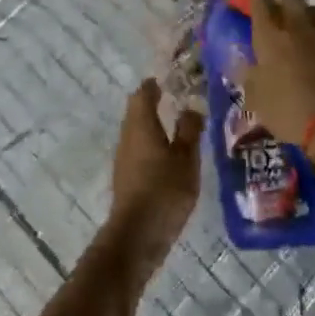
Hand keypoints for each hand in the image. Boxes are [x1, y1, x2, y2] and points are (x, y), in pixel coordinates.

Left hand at [105, 79, 201, 271]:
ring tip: (177, 126)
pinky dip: (152, 144)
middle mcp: (128, 137)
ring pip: (137, 132)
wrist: (137, 235)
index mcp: (141, 125)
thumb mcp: (186, 158)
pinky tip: (168, 156)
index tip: (169, 80)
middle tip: (177, 99)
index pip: (143, 94)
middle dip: (153, 103)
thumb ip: (189, 130)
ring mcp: (124, 158)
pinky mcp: (126, 178)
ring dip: (153, 125)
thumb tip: (191, 107)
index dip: (154, 85)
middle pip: (136, 111)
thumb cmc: (164, 190)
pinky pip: (138, 150)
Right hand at [237, 0, 314, 152]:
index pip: (259, 2)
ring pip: (313, 8)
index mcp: (270, 34)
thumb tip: (242, 62)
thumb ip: (249, 76)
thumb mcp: (258, 100)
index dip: (254, 4)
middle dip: (282, 4)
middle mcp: (297, 24)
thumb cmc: (291, 111)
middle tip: (276, 21)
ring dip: (305, 14)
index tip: (251, 13)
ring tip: (300, 30)